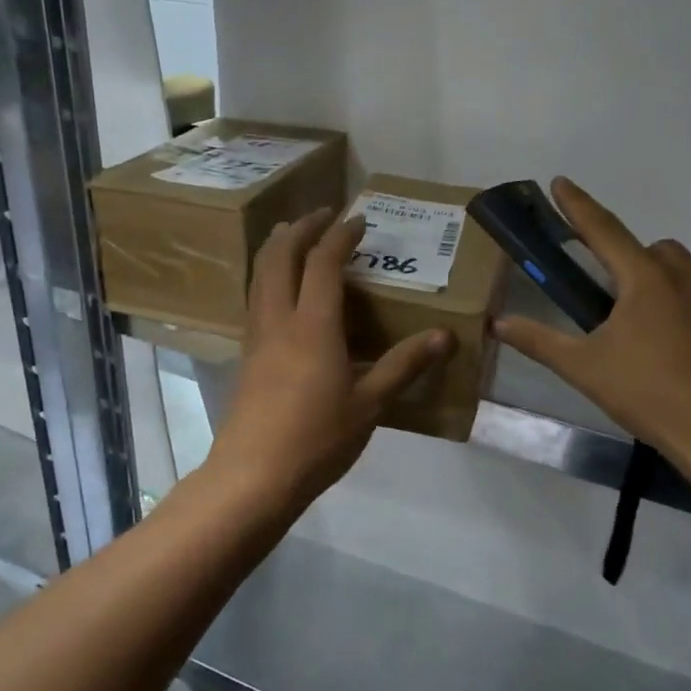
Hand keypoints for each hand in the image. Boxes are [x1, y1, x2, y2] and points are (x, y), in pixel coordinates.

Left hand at [205, 209, 454, 512]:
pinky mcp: (246, 355)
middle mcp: (279, 319)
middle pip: (280, 256)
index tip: (359, 221)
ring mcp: (257, 336)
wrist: (253, 476)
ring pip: (260, 275)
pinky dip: (268, 276)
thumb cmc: (317, 439)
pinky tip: (279, 291)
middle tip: (321, 214)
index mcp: (313, 325)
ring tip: (292, 236)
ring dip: (276, 247)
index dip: (341, 235)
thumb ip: (404, 366)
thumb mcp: (370, 404)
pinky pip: (255, 298)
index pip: (324, 262)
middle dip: (300, 228)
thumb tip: (444, 336)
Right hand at [494, 178, 690, 483]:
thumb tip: (499, 324)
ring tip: (631, 319)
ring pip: (680, 271)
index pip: (604, 230)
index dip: (578, 206)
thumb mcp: (585, 368)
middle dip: (625, 254)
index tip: (560, 182)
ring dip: (654, 278)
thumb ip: (539, 341)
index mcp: (646, 279)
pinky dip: (678, 305)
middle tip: (602, 286)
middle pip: (651, 248)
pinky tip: (665, 344)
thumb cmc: (650, 393)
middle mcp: (685, 279)